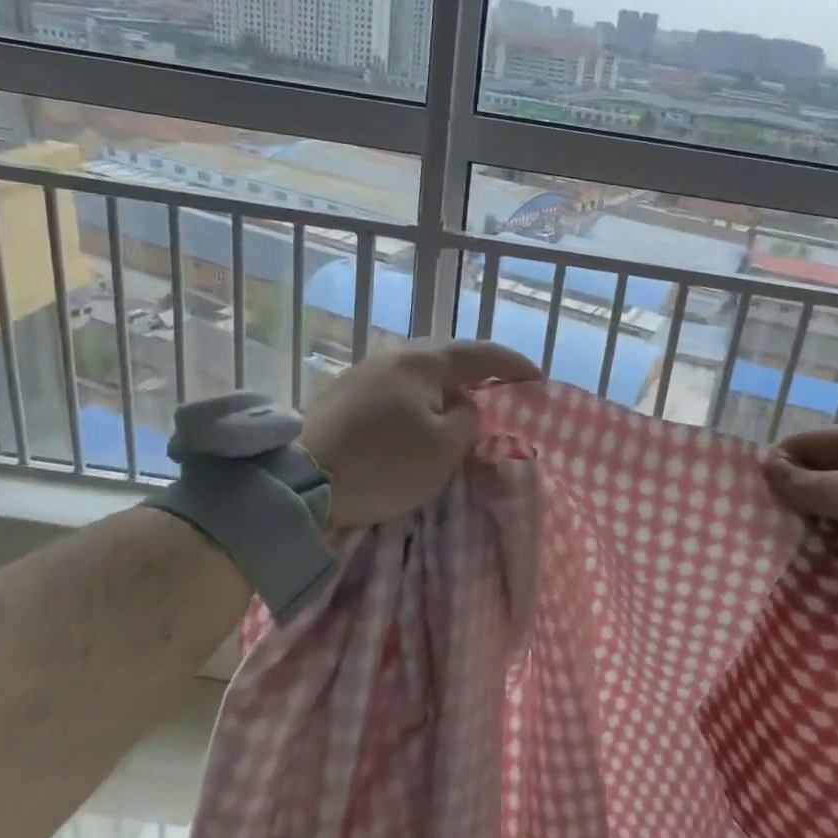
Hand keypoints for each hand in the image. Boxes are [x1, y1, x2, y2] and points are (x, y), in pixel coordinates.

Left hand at [299, 340, 540, 528]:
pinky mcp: (341, 395)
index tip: (537, 377)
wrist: (300, 483)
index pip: (479, 354)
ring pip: (417, 373)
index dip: (512, 364)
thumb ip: (468, 420)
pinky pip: (394, 388)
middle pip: (445, 356)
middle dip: (477, 371)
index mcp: (422, 362)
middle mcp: (391, 356)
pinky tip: (418, 417)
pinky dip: (417, 398)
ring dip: (444, 386)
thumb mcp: (444, 449)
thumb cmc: (383, 463)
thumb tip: (463, 406)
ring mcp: (362, 373)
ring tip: (461, 404)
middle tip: (500, 388)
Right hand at [761, 426, 837, 646]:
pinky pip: (833, 558)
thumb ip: (815, 485)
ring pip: (818, 525)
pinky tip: (781, 574)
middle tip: (743, 522)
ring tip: (754, 550)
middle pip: (811, 486)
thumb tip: (764, 465)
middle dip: (781, 501)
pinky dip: (811, 564)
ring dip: (793, 536)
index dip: (779, 460)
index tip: (746, 486)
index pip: (811, 446)